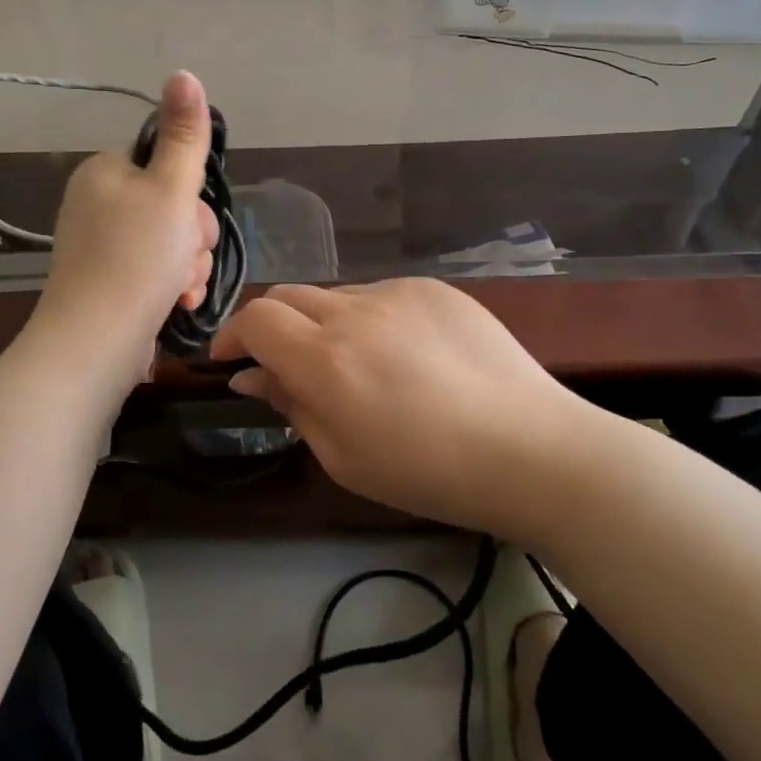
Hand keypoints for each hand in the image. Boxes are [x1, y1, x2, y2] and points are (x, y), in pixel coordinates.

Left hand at [33, 71, 218, 391]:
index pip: (167, 164)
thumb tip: (183, 73)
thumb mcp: (170, 189)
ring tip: (177, 288)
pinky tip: (175, 305)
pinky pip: (157, 272)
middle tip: (184, 257)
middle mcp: (99, 204)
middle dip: (191, 237)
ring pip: (172, 243)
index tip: (190, 217)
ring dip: (188, 266)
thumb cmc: (136, 258)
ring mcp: (103, 246)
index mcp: (105, 172)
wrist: (96, 341)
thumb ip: (184, 135)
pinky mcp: (110, 282)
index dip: (191, 193)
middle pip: (173, 206)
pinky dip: (172, 287)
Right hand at [211, 279, 588, 539]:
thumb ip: (291, 405)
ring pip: (337, 296)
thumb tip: (252, 376)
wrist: (530, 448)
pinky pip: (383, 295)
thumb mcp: (343, 457)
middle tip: (283, 363)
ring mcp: (399, 293)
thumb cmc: (428, 472)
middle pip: (288, 296)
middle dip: (272, 325)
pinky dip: (372, 319)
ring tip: (357, 367)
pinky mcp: (435, 289)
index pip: (256, 320)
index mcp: (326, 360)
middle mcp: (355, 312)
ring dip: (325, 324)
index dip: (233, 335)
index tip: (230, 360)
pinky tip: (404, 355)